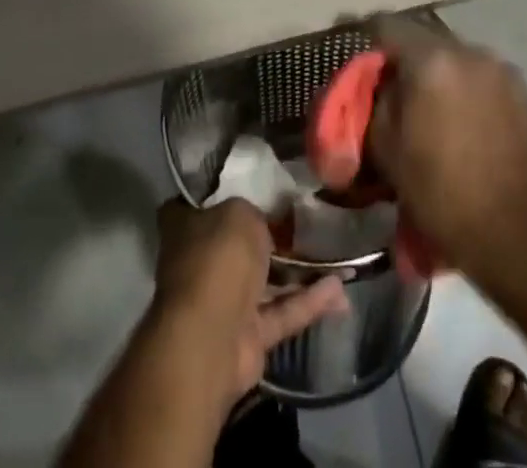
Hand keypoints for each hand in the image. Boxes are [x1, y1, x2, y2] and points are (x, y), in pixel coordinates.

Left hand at [149, 198, 348, 402]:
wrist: (212, 336)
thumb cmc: (218, 258)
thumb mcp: (240, 213)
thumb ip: (254, 214)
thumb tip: (262, 223)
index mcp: (186, 229)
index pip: (197, 206)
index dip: (221, 197)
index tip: (252, 187)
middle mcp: (201, 264)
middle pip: (237, 246)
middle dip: (269, 238)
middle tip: (306, 222)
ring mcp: (223, 304)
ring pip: (265, 283)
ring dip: (299, 273)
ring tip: (337, 258)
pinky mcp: (248, 337)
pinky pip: (281, 313)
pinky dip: (308, 303)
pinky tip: (340, 292)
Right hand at [367, 14, 526, 278]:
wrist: (507, 230)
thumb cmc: (435, 189)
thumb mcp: (384, 143)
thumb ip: (377, 96)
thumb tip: (383, 77)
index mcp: (430, 60)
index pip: (388, 24)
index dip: (369, 35)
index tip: (361, 51)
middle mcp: (467, 51)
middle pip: (425, 36)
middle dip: (407, 53)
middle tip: (395, 81)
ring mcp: (498, 67)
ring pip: (455, 53)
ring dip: (439, 68)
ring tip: (432, 99)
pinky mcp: (521, 87)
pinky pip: (482, 72)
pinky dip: (467, 83)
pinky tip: (463, 112)